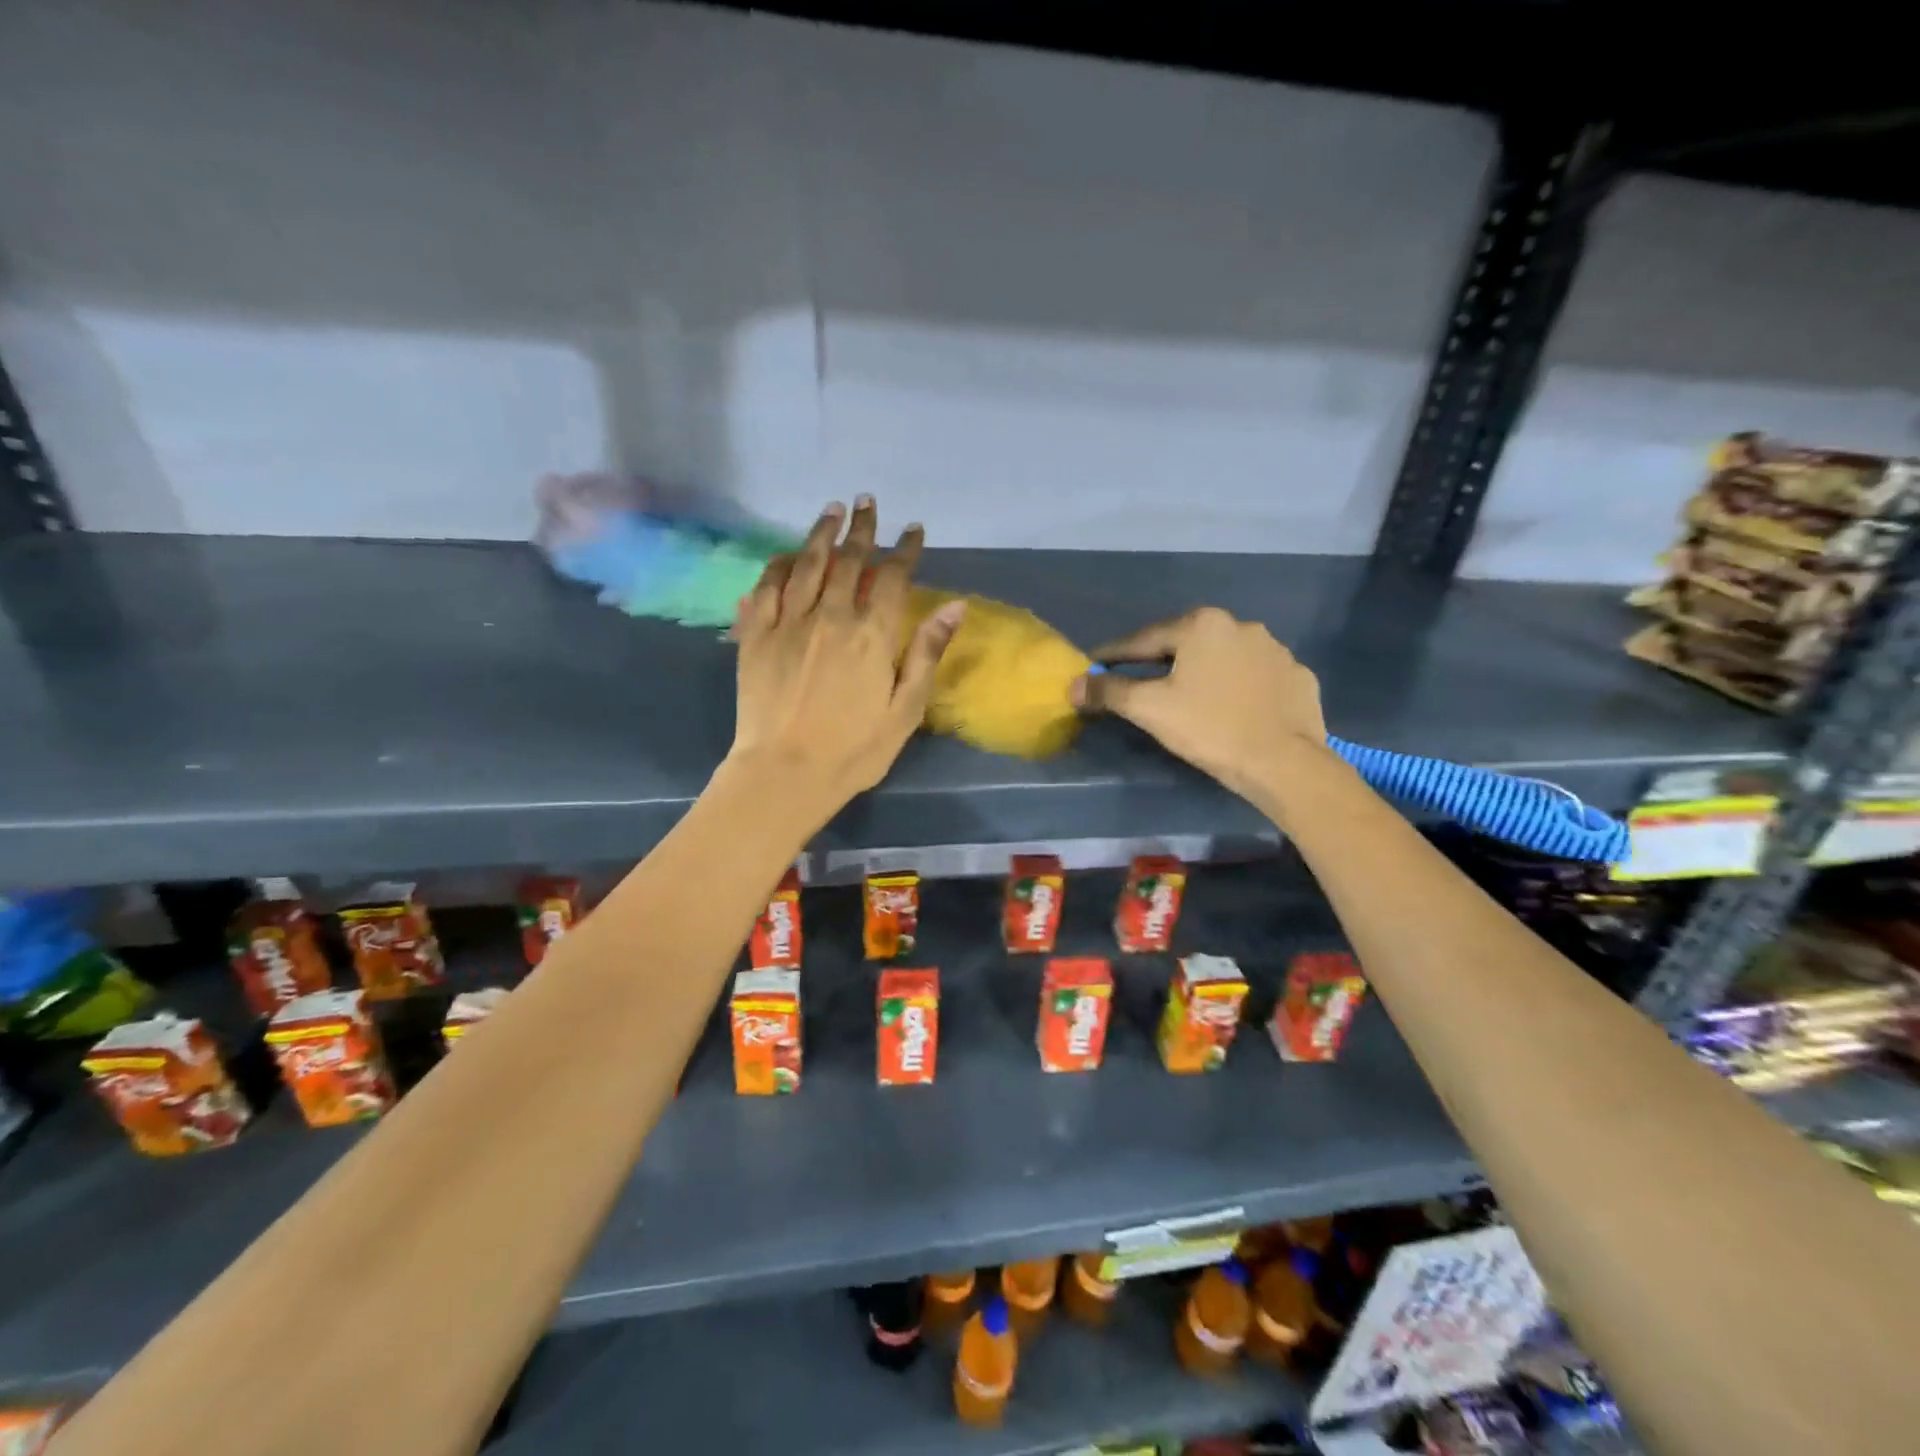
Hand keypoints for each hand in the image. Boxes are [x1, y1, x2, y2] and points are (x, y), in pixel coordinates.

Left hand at [727, 497, 964, 822]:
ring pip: (807, 563)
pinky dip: (779, 564)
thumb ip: (926, 653)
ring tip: (831, 510)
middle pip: (849, 559)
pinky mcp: (755, 635)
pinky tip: (788, 554)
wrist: (784, 773)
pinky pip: (767, 587)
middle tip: (866, 502)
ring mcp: (789, 622)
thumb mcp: (905, 710)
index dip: (905, 549)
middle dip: (862, 528)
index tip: (913, 530)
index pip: (893, 577)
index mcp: (871, 635)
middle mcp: (830, 616)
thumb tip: (955, 606)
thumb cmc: (854, 749)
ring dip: (821, 533)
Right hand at [1072, 607, 1328, 803]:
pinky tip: (1233, 707)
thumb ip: (1109, 691)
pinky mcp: (1298, 676)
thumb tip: (1073, 685)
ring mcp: (1276, 650)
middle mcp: (1241, 625)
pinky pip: (1256, 677)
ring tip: (1191, 696)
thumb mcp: (1150, 709)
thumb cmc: (1210, 728)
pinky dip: (1239, 687)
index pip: (1145, 639)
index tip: (1095, 663)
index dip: (1115, 654)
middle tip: (1141, 681)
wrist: (1284, 763)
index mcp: (1202, 625)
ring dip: (1204, 672)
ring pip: (1224, 658)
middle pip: (1186, 644)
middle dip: (1161, 661)